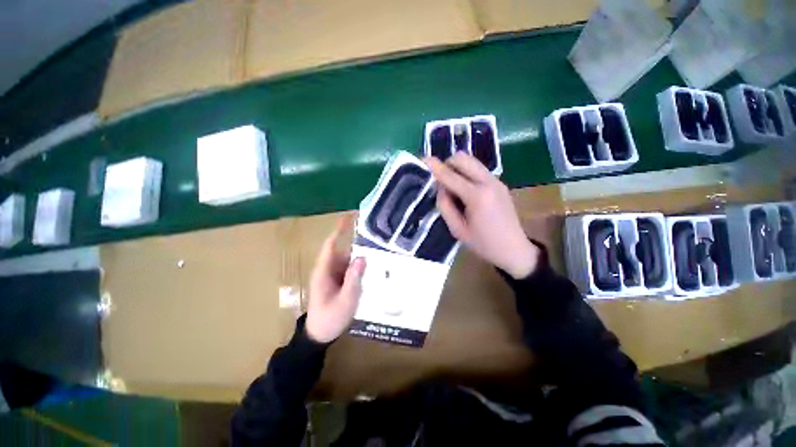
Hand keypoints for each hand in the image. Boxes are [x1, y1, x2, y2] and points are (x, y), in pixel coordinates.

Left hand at [306, 216, 365, 343]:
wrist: (319, 334)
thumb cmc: (329, 318)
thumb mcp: (344, 301)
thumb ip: (353, 280)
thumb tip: (362, 257)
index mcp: (324, 270)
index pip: (331, 244)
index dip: (340, 229)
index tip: (351, 216)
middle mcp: (328, 268)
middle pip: (343, 249)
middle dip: (357, 240)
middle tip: (376, 234)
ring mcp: (334, 274)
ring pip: (348, 258)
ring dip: (361, 252)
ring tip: (378, 247)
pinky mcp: (339, 280)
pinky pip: (350, 267)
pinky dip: (360, 264)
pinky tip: (373, 265)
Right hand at [425, 153, 538, 278]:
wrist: (514, 250)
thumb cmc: (483, 244)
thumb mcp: (457, 229)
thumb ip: (445, 206)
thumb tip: (440, 188)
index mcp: (477, 196)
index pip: (450, 176)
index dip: (435, 167)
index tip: (423, 159)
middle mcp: (488, 182)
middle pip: (463, 158)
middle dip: (448, 164)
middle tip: (440, 180)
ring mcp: (497, 181)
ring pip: (472, 161)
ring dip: (458, 168)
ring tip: (452, 187)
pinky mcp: (500, 183)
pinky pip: (479, 170)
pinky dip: (467, 173)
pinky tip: (465, 191)